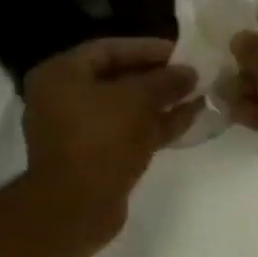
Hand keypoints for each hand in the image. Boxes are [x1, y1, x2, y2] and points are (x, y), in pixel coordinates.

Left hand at [22, 38, 199, 247]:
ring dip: (160, 103)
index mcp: (59, 75)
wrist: (77, 208)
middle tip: (192, 75)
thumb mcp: (137, 100)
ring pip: (125, 109)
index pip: (107, 49)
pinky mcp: (94, 158)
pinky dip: (154, 126)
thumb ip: (165, 81)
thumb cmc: (100, 140)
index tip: (181, 52)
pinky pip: (126, 133)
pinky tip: (189, 119)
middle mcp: (62, 99)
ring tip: (197, 96)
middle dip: (157, 78)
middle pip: (116, 79)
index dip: (146, 48)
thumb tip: (190, 72)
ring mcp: (78, 131)